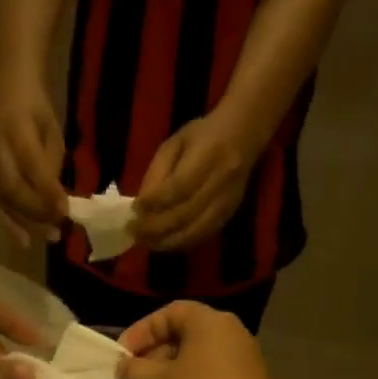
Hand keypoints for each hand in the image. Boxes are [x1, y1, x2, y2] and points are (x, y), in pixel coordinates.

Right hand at [0, 78, 67, 247]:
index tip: (65, 211)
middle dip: (35, 213)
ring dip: (24, 223)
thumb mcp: (52, 131)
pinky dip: (9, 222)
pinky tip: (23, 238)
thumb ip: (51, 165)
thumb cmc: (36, 111)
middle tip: (57, 230)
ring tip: (46, 238)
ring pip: (1, 200)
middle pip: (11, 188)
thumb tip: (55, 202)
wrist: (7, 89)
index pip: (31, 165)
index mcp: (15, 127)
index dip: (47, 190)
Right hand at [117, 301, 295, 378]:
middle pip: (178, 345)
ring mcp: (240, 371)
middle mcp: (230, 340)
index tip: (120, 359)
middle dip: (146, 370)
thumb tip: (127, 366)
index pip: (168, 314)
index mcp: (210, 325)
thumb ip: (132, 370)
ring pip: (188, 374)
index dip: (139, 333)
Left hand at [132, 112, 261, 252]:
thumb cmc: (203, 135)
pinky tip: (164, 242)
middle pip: (185, 215)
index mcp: (208, 156)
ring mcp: (228, 202)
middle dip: (155, 227)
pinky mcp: (230, 214)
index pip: (178, 188)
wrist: (244, 135)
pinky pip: (203, 236)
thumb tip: (141, 206)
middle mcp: (221, 182)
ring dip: (167, 241)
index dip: (154, 203)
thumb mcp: (174, 144)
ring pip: (195, 232)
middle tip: (133, 231)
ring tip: (146, 242)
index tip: (134, 209)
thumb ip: (157, 173)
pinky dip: (181, 243)